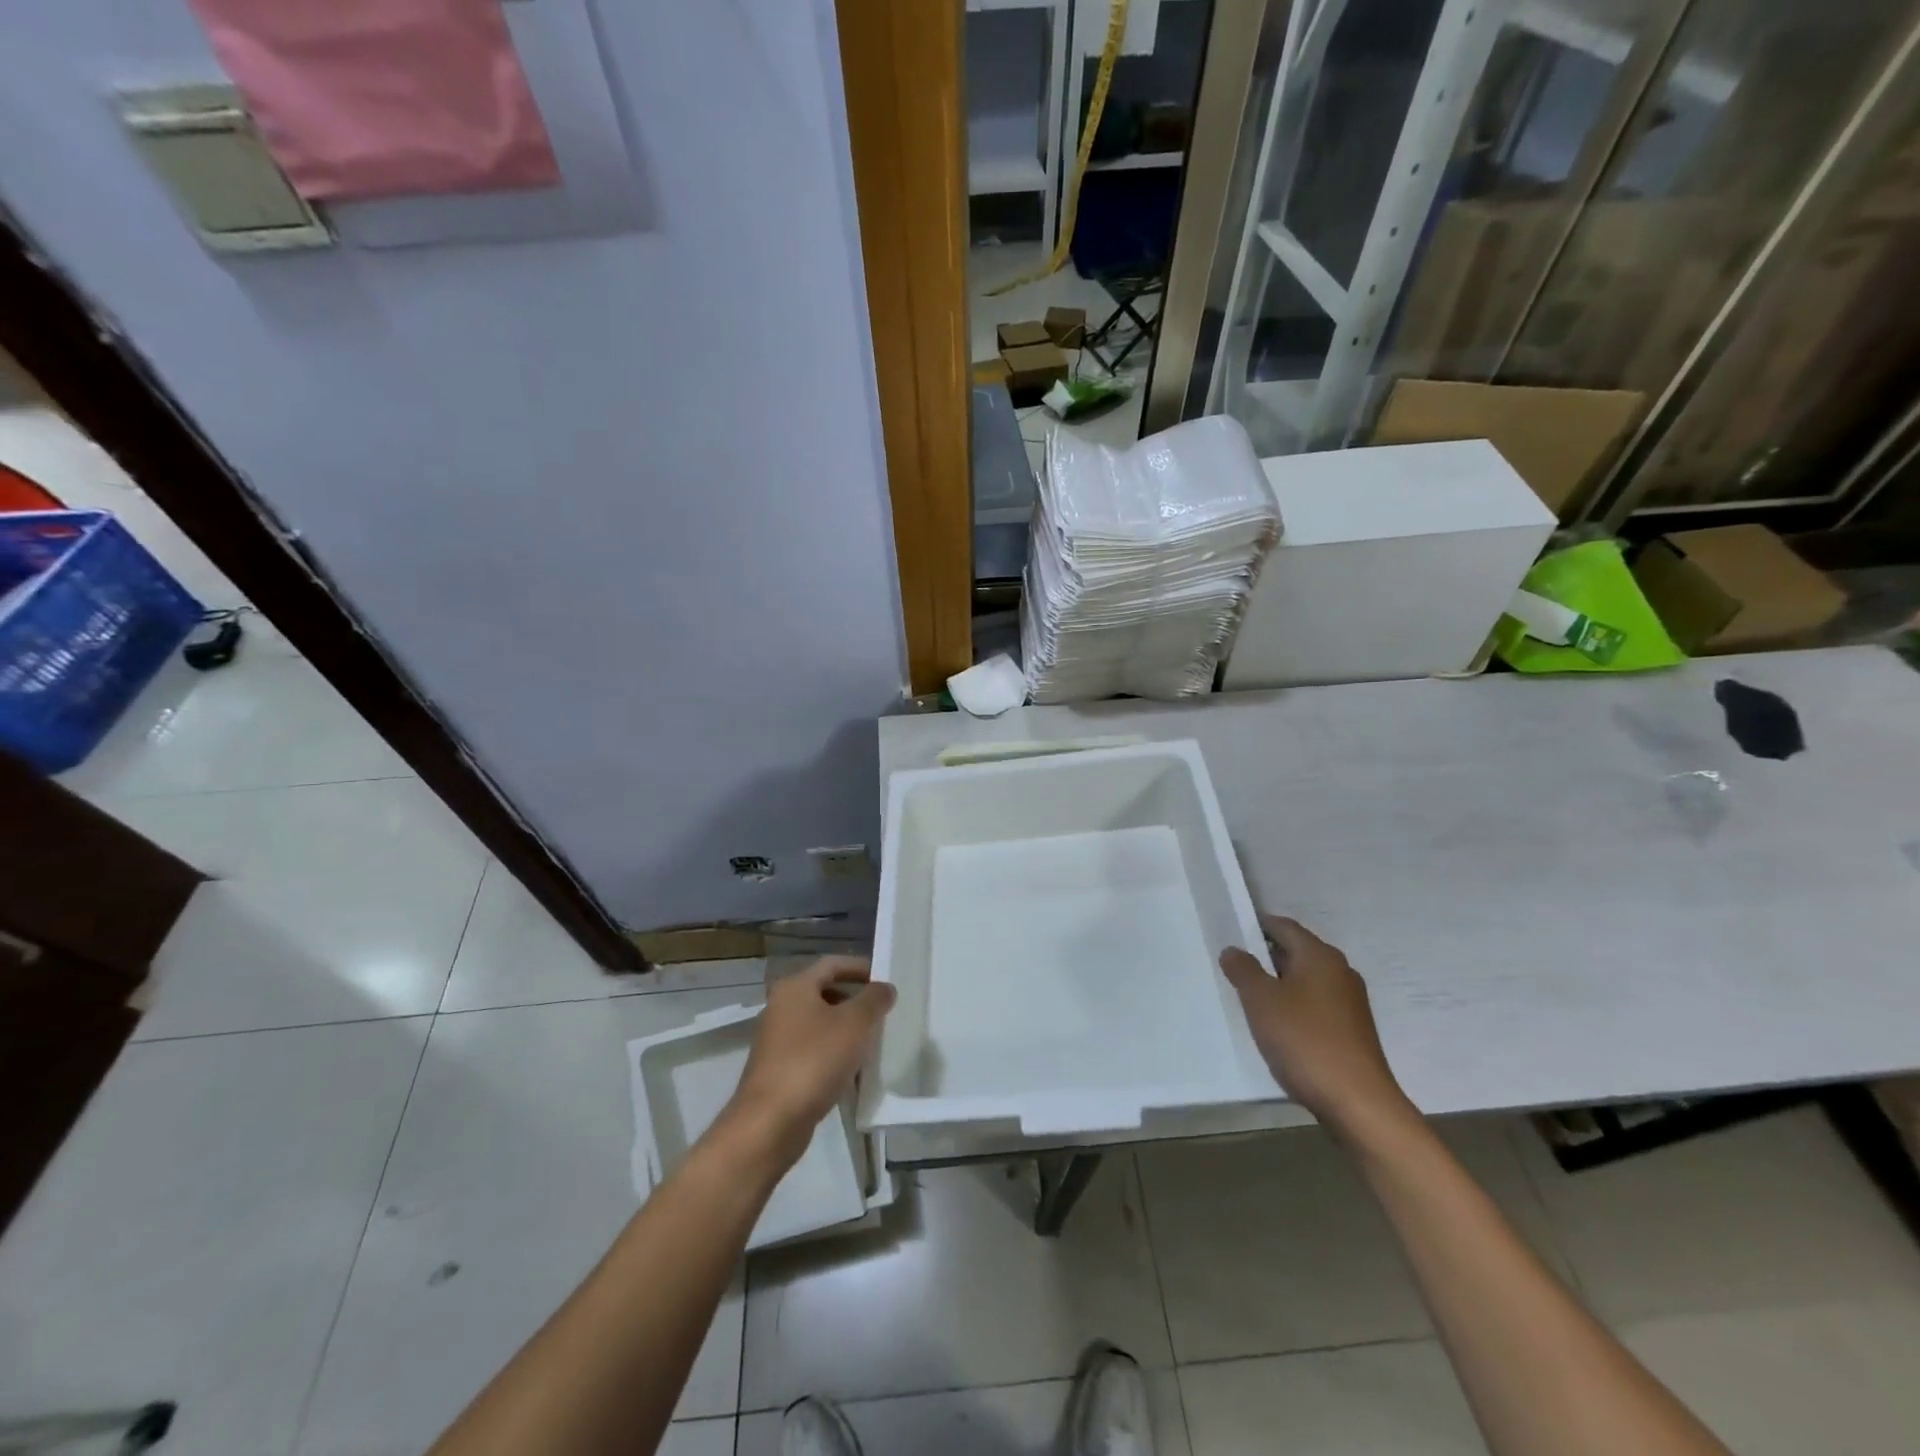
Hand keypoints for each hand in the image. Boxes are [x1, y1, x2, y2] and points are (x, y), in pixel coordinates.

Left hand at [721, 956, 894, 1166]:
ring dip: (845, 1028)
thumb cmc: (814, 1061)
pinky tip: (852, 1069)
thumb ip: (874, 999)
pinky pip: (812, 1050)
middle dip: (855, 999)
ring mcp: (776, 1040)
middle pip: (824, 992)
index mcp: (795, 987)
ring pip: (819, 1023)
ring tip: (873, 1041)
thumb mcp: (855, 1024)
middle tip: (883, 1011)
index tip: (886, 980)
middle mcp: (780, 1007)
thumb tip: (884, 987)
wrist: (770, 1123)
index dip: (861, 967)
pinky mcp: (777, 1069)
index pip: (833, 964)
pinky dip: (833, 1052)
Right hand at [1219, 915, 1411, 1136]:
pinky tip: (1277, 1026)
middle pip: (1296, 952)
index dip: (1256, 926)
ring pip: (1306, 980)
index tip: (1231, 933)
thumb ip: (1243, 969)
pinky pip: (1316, 1005)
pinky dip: (1295, 1006)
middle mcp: (1340, 971)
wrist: (1358, 1102)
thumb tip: (1233, 949)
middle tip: (1233, 968)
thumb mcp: (1261, 1001)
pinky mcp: (1352, 1030)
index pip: (1283, 926)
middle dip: (1265, 956)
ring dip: (1279, 984)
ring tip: (1250, 998)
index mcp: (1320, 956)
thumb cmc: (1305, 1040)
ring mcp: (1350, 1002)